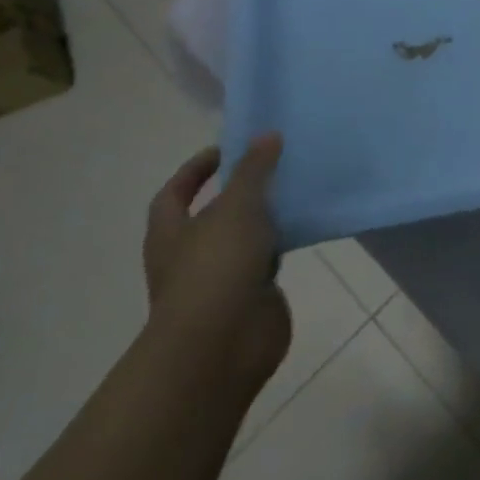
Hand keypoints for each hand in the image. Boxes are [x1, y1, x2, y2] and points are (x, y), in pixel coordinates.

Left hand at [143, 136, 292, 397]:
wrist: (223, 344)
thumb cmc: (216, 267)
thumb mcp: (237, 206)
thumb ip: (254, 170)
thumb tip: (267, 135)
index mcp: (171, 232)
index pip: (176, 191)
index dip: (197, 169)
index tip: (229, 149)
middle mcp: (189, 255)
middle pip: (213, 214)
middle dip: (240, 191)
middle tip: (275, 165)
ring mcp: (220, 279)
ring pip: (244, 238)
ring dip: (266, 218)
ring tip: (298, 189)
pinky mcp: (251, 298)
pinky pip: (268, 262)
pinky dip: (283, 245)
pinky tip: (307, 227)